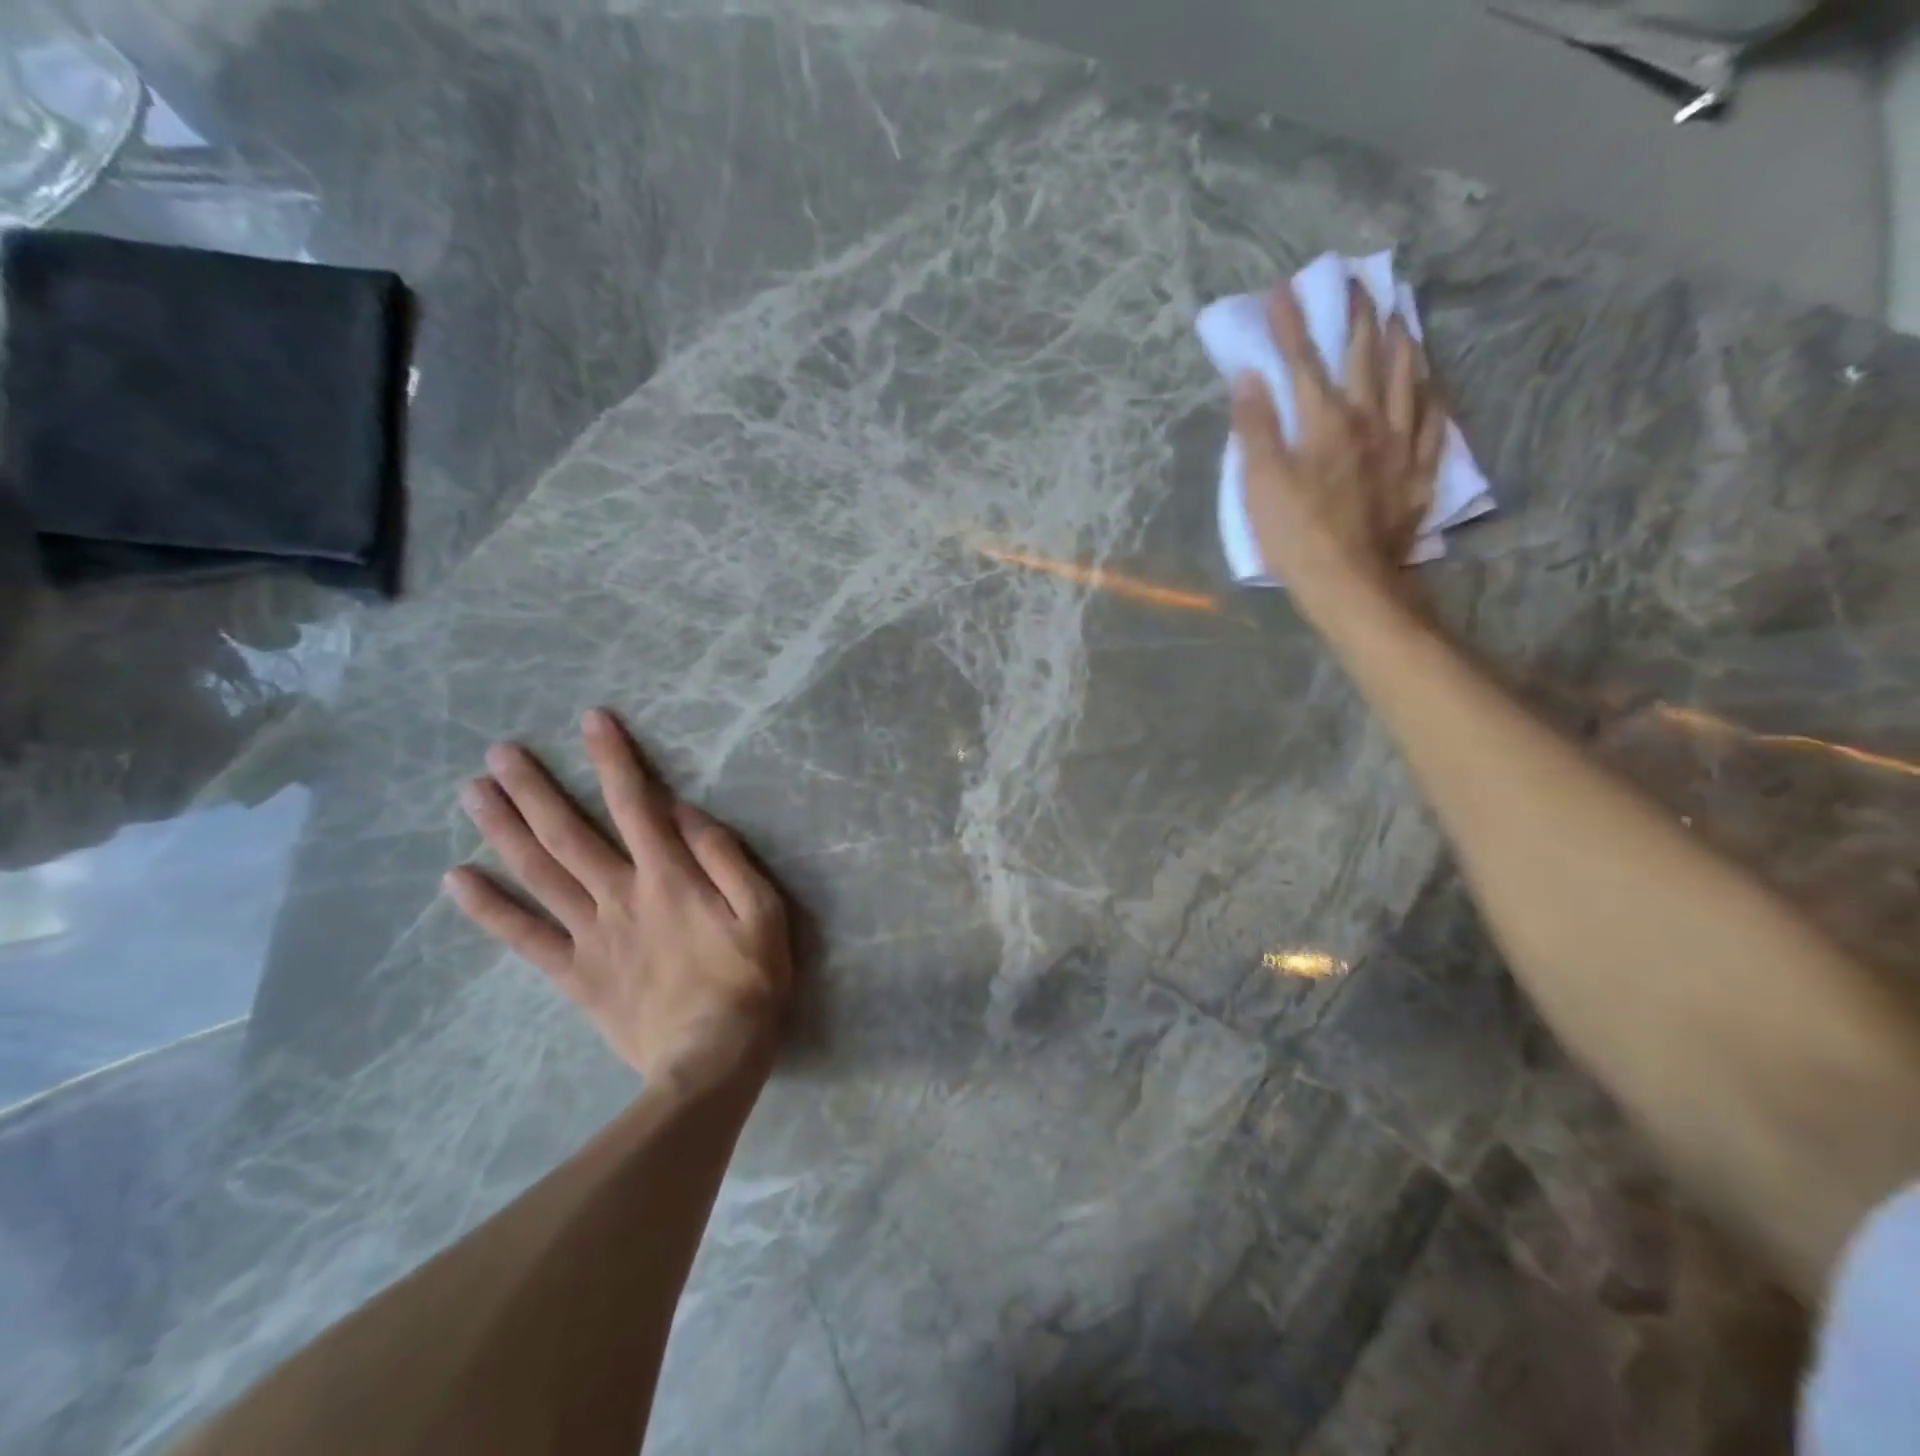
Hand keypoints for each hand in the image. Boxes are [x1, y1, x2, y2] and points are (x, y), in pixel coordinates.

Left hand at [444, 709, 791, 1094]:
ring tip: (472, 793)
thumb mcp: (764, 912)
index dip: (614, 759)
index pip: (637, 803)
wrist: (710, 1062)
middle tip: (499, 752)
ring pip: (539, 874)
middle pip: (569, 833)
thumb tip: (687, 811)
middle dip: (535, 788)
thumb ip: (726, 858)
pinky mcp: (574, 974)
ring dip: (504, 830)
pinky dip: (489, 908)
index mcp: (670, 877)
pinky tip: (457, 879)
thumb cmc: (749, 981)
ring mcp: (591, 935)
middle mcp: (620, 895)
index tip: (591, 720)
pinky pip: (524, 937)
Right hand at [1231, 277, 1447, 613]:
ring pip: (1407, 377)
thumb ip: (1255, 427)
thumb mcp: (1260, 483)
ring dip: (1401, 341)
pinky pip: (1432, 418)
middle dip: (1358, 315)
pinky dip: (1430, 391)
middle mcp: (1368, 419)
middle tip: (1358, 283)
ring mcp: (1400, 443)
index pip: (1304, 361)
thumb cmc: (1295, 534)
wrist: (1349, 581)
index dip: (1292, 324)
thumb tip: (1248, 375)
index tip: (1284, 289)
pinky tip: (1431, 380)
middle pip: (1365, 356)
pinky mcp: (1418, 470)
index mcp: (1324, 420)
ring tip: (1399, 316)